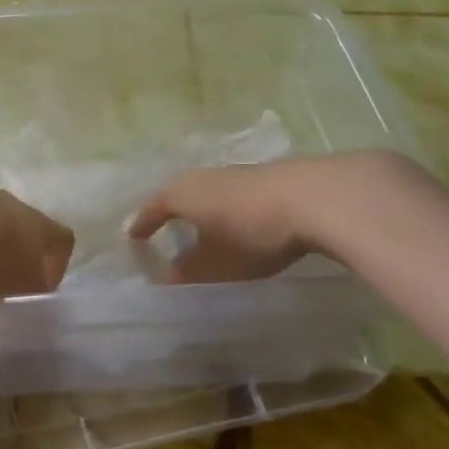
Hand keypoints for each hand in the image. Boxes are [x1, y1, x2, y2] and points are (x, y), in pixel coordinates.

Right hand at [127, 152, 414, 283]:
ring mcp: (233, 172)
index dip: (142, 226)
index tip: (133, 238)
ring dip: (201, 209)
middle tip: (163, 230)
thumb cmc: (252, 233)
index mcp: (180, 194)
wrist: (314, 197)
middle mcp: (200, 177)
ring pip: (206, 192)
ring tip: (202, 227)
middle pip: (177, 195)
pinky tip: (238, 220)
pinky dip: (226, 207)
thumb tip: (165, 275)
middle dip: (169, 213)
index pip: (151, 209)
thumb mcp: (216, 264)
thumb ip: (188, 271)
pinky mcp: (262, 176)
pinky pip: (231, 193)